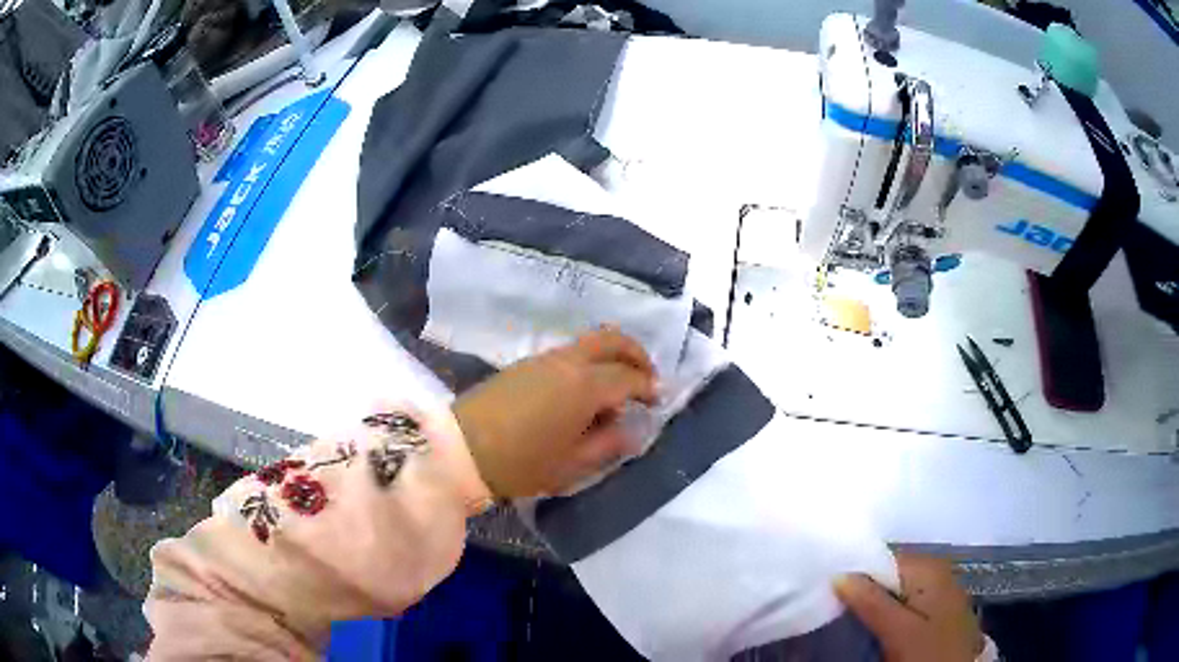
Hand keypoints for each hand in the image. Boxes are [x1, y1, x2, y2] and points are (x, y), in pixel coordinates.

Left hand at [452, 328, 657, 497]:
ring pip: (589, 343)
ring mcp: (544, 358)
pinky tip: (583, 393)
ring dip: (611, 357)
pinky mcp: (525, 363)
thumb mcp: (571, 465)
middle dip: (636, 354)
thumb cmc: (520, 464)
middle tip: (646, 378)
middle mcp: (568, 362)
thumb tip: (632, 430)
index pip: (628, 376)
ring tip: (614, 392)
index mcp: (585, 385)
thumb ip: (608, 445)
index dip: (648, 386)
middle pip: (612, 339)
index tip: (657, 400)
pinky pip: (569, 353)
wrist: (460, 450)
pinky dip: (588, 362)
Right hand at [835, 553, 984, 661]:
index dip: (855, 574)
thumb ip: (872, 602)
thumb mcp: (899, 631)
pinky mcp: (934, 610)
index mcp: (929, 567)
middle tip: (835, 608)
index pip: (882, 559)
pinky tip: (873, 626)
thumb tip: (839, 574)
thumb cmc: (930, 651)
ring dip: (872, 604)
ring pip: (893, 590)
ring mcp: (937, 591)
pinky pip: (903, 602)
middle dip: (863, 590)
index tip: (829, 592)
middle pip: (888, 574)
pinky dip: (885, 612)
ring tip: (849, 619)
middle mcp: (935, 571)